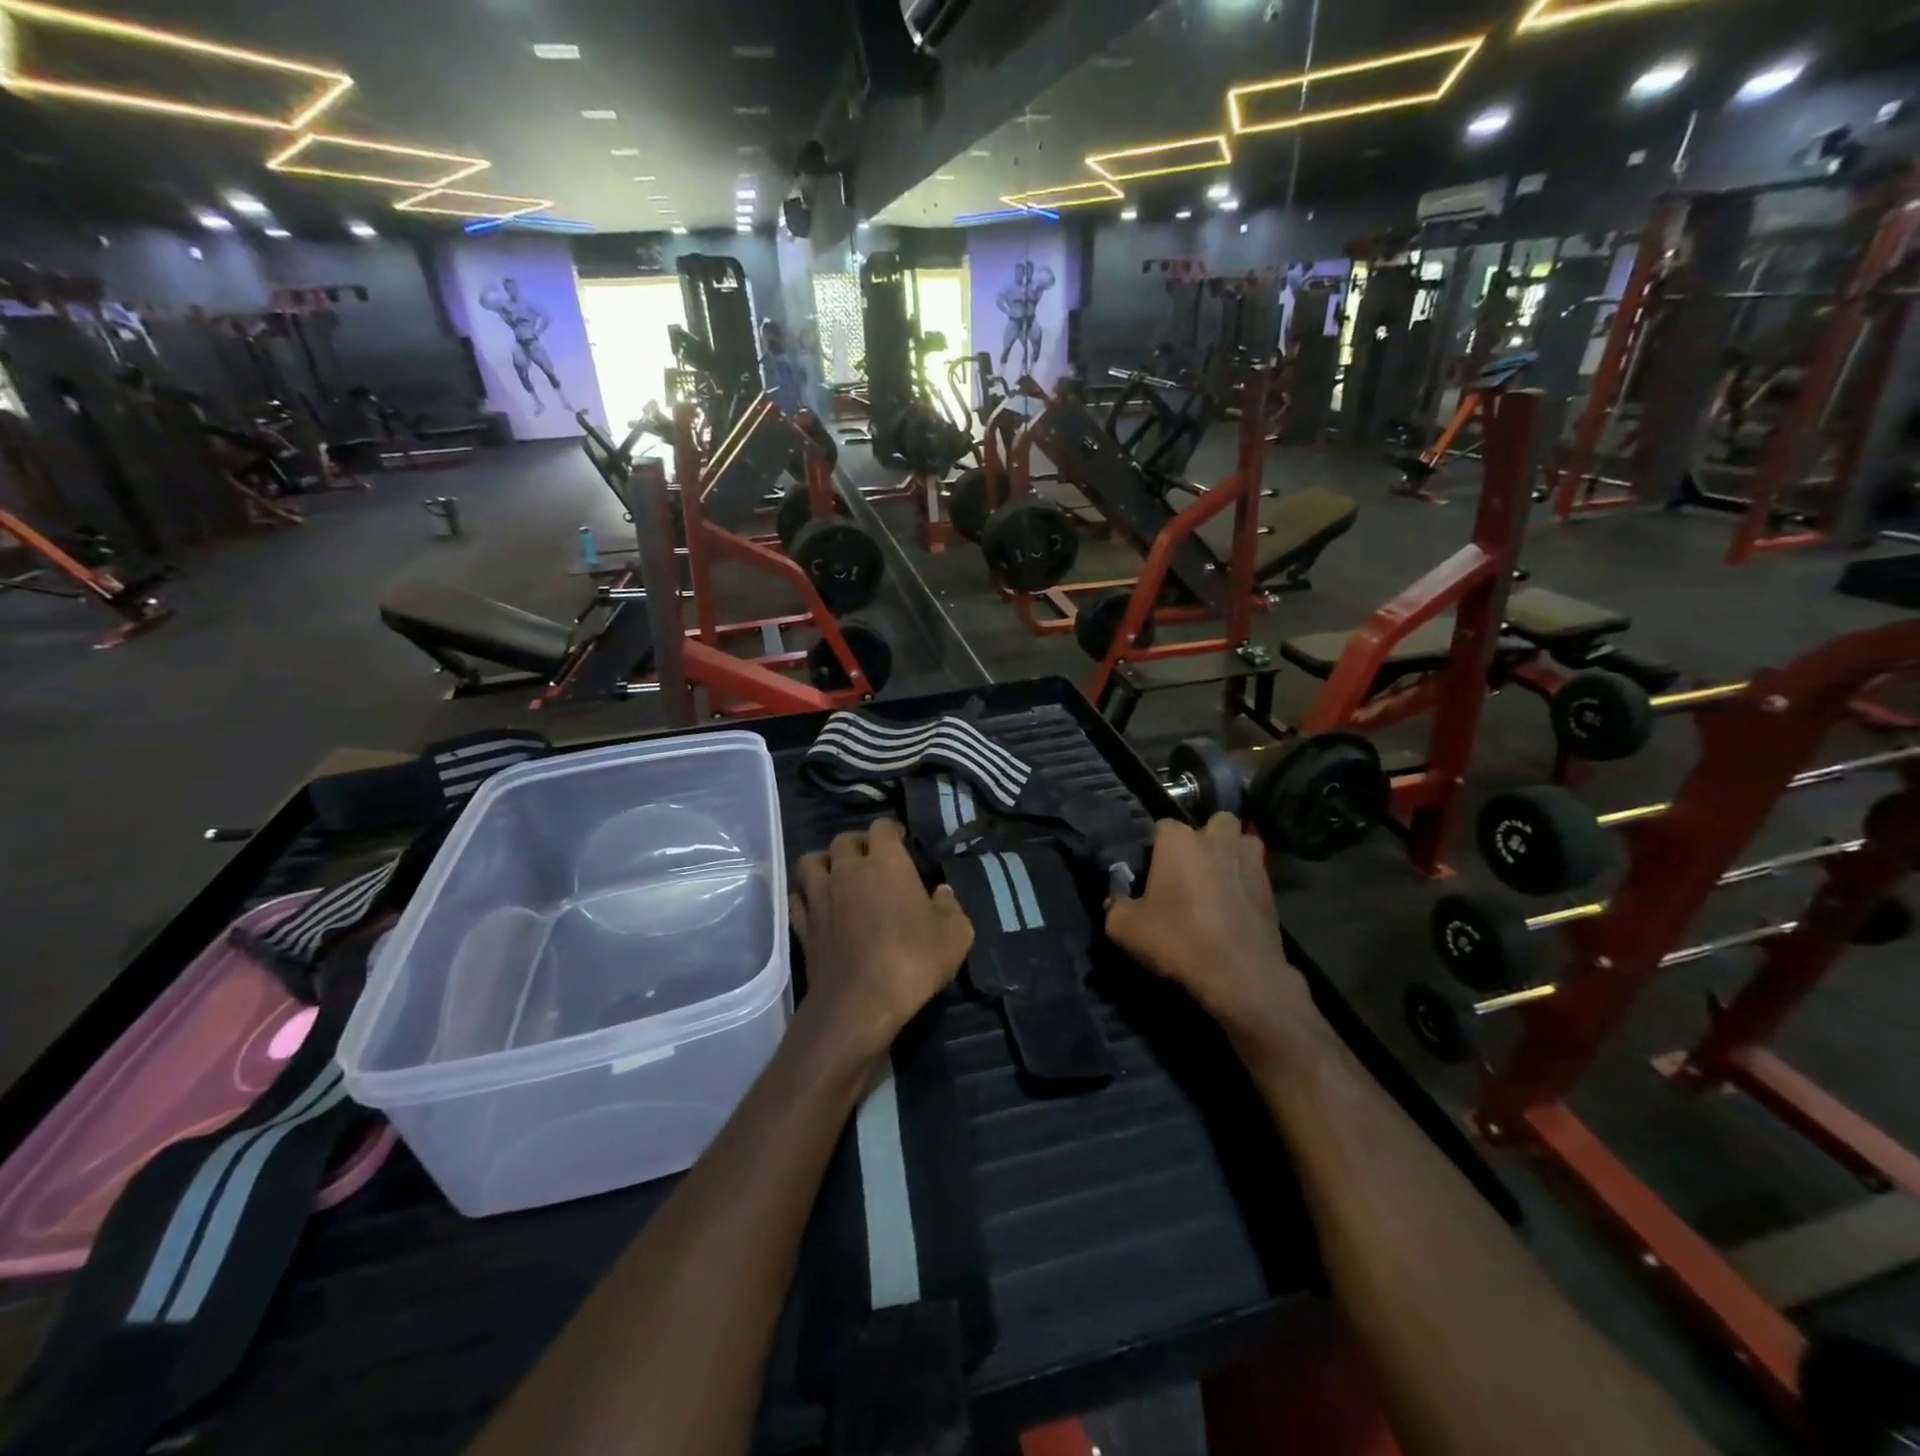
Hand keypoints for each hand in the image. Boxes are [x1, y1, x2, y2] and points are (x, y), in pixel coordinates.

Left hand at [791, 820, 974, 1062]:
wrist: (859, 1004)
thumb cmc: (912, 961)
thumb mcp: (955, 935)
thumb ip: (951, 907)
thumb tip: (942, 893)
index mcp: (886, 863)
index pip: (882, 827)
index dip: (891, 830)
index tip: (901, 841)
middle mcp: (848, 870)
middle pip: (843, 840)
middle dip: (857, 844)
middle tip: (871, 859)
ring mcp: (820, 897)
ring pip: (810, 862)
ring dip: (824, 863)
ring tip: (837, 876)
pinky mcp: (803, 925)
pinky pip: (797, 898)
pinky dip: (806, 897)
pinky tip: (818, 906)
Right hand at [1105, 815, 1320, 1052]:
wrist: (1239, 974)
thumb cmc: (1178, 940)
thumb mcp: (1125, 928)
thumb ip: (1115, 905)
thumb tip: (1117, 900)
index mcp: (1179, 841)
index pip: (1162, 826)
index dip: (1155, 848)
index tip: (1151, 872)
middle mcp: (1216, 840)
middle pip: (1212, 822)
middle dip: (1204, 838)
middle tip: (1191, 868)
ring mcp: (1248, 860)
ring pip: (1242, 841)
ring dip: (1231, 853)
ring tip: (1219, 879)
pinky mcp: (1271, 886)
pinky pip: (1255, 872)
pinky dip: (1246, 881)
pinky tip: (1235, 906)